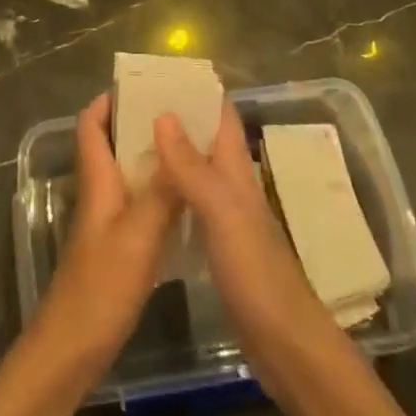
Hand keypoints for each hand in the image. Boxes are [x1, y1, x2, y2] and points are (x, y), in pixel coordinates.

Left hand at [34, 94, 182, 379]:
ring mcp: (107, 223)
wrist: (70, 351)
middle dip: (139, 123)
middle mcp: (99, 195)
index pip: (91, 126)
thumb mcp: (137, 237)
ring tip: (192, 146)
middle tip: (181, 112)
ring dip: (152, 157)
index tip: (141, 84)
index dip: (108, 100)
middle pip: (111, 145)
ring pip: (128, 175)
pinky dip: (159, 191)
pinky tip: (188, 199)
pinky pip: (139, 204)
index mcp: (97, 183)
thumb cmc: (100, 288)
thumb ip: (160, 192)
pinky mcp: (117, 248)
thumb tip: (177, 139)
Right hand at [154, 102, 341, 399]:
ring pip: (195, 171)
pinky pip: (189, 204)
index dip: (199, 91)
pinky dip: (169, 191)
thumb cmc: (255, 271)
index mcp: (237, 171)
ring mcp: (226, 218)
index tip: (163, 73)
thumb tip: (163, 114)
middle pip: (204, 140)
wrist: (284, 342)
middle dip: (176, 118)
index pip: (221, 117)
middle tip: (133, 105)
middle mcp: (232, 186)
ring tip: (130, 140)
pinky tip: (145, 195)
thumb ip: (191, 165)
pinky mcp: (218, 246)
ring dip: (169, 153)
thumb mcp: (221, 212)